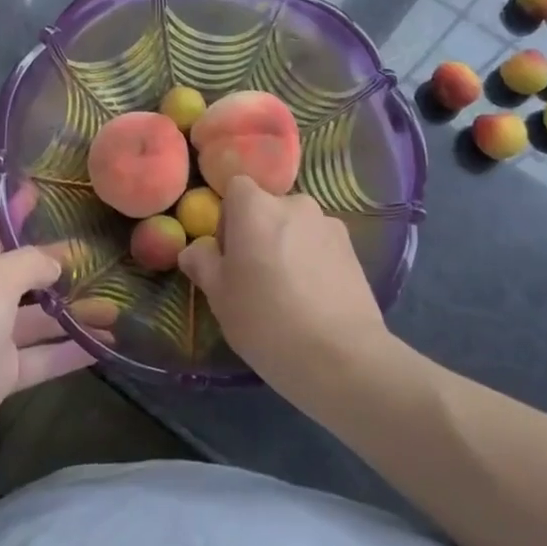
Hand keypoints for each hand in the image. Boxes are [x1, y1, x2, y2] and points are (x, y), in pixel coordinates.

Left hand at [0, 208, 108, 475]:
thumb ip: (32, 263)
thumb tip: (59, 260)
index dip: (21, 207)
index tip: (52, 191)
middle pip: (27, 272)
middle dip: (62, 265)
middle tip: (107, 254)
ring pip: (41, 318)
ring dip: (76, 312)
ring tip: (117, 305)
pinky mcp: (0, 374)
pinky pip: (43, 357)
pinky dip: (71, 352)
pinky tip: (107, 347)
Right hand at [178, 175, 390, 404]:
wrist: (341, 356)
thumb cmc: (266, 320)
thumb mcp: (220, 297)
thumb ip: (203, 264)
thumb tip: (193, 251)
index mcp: (256, 207)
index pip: (236, 189)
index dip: (228, 219)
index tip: (229, 257)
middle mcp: (295, 203)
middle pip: (268, 209)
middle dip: (260, 234)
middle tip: (256, 279)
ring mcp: (328, 224)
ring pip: (297, 228)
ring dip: (288, 247)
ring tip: (290, 293)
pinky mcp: (353, 249)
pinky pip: (321, 246)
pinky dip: (313, 262)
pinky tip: (314, 300)